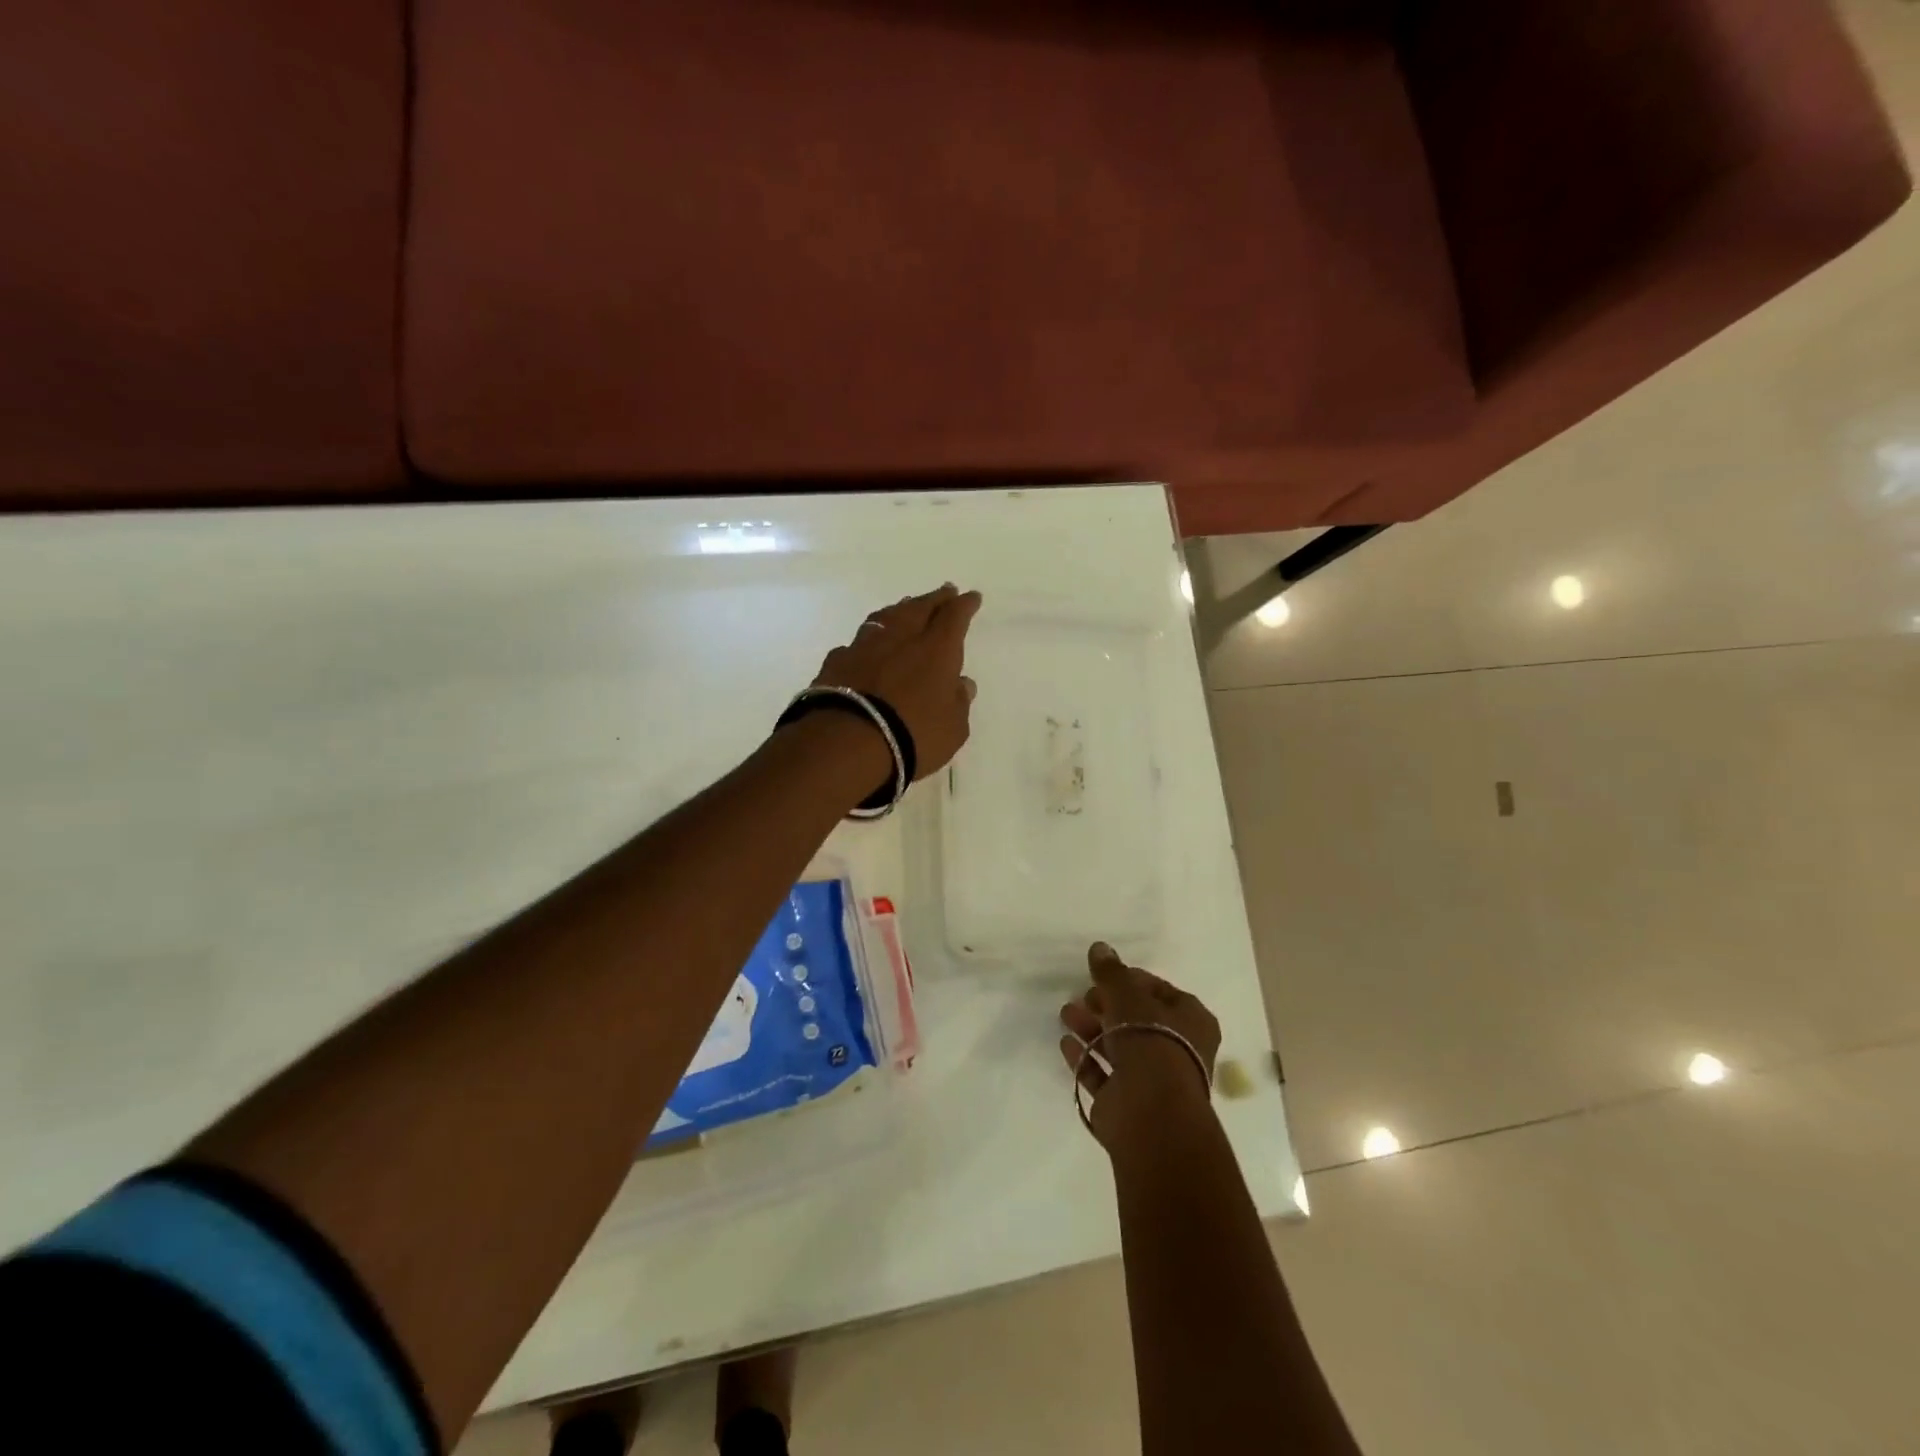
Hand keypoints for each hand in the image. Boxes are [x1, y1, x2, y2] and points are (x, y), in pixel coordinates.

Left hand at [813, 584, 981, 778]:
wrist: (847, 741)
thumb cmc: (912, 735)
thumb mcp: (952, 728)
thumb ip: (958, 702)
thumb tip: (962, 683)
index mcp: (936, 650)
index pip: (954, 617)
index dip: (964, 605)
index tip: (971, 597)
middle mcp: (901, 638)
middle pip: (920, 608)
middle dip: (935, 599)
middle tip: (944, 591)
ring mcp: (865, 647)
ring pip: (886, 618)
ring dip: (900, 610)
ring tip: (906, 606)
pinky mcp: (837, 662)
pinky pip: (858, 643)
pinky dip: (869, 640)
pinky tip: (867, 645)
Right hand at [1059, 943, 1219, 1149]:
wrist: (1151, 1113)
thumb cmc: (1151, 1041)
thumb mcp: (1129, 995)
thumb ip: (1111, 972)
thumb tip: (1099, 947)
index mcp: (1192, 1022)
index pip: (1160, 992)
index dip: (1131, 981)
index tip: (1104, 975)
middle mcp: (1177, 1050)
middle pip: (1137, 1020)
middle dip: (1107, 1005)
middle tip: (1084, 995)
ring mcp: (1152, 1080)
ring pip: (1118, 1047)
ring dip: (1091, 1028)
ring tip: (1066, 1014)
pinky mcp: (1127, 1103)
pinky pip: (1102, 1074)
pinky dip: (1085, 1058)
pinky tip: (1066, 1043)